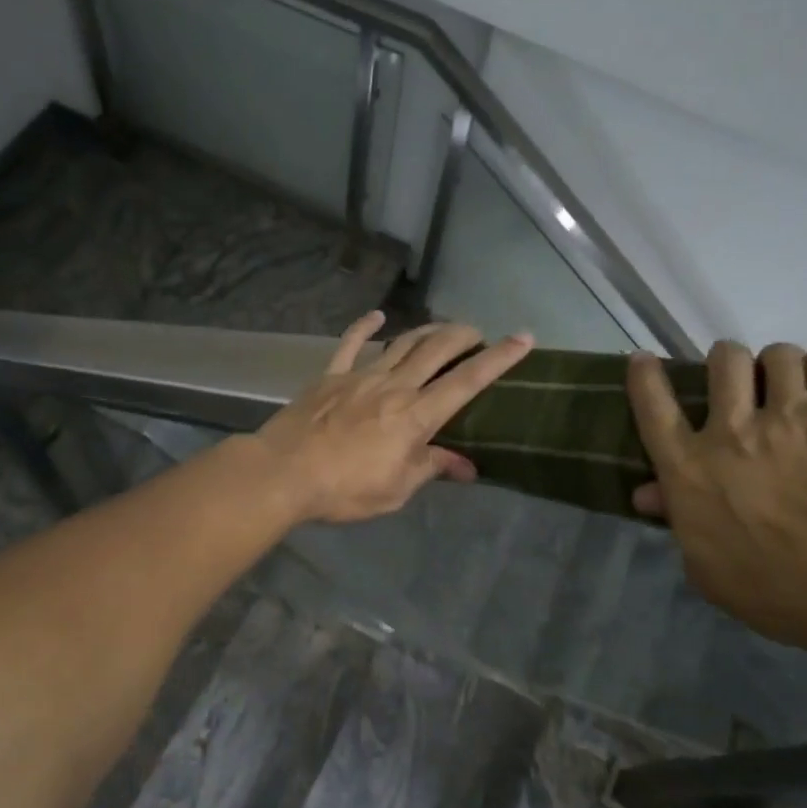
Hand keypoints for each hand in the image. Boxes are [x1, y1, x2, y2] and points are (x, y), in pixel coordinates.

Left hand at [254, 312, 532, 524]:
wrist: (284, 473)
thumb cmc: (344, 489)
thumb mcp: (396, 490)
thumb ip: (430, 469)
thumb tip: (466, 467)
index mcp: (416, 416)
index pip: (467, 382)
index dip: (499, 359)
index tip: (523, 338)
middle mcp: (394, 386)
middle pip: (436, 349)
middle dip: (463, 335)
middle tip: (477, 332)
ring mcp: (360, 376)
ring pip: (402, 343)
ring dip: (426, 331)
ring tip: (442, 328)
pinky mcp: (330, 376)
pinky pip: (350, 344)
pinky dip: (365, 328)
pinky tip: (376, 317)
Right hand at [627, 341, 806, 652]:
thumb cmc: (775, 593)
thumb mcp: (705, 567)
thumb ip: (677, 521)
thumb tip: (648, 493)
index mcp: (688, 468)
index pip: (653, 406)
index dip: (645, 376)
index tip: (644, 361)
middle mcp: (731, 430)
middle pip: (723, 361)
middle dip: (729, 363)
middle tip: (744, 381)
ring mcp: (789, 416)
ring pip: (778, 354)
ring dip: (780, 367)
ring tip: (794, 386)